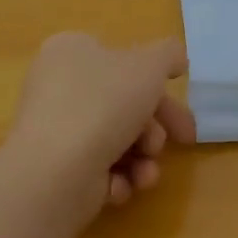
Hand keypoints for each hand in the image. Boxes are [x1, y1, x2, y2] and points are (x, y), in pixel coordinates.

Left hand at [1, 32, 196, 222]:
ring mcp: (54, 129)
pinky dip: (116, 178)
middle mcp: (58, 86)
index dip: (156, 83)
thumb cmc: (102, 105)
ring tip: (146, 172)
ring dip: (142, 157)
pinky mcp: (55, 169)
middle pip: (123, 103)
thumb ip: (168, 55)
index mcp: (71, 51)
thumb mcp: (148, 65)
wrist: (54, 172)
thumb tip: (175, 59)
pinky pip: (97, 169)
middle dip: (155, 126)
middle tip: (183, 140)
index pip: (121, 61)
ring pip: (116, 139)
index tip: (180, 103)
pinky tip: (120, 186)